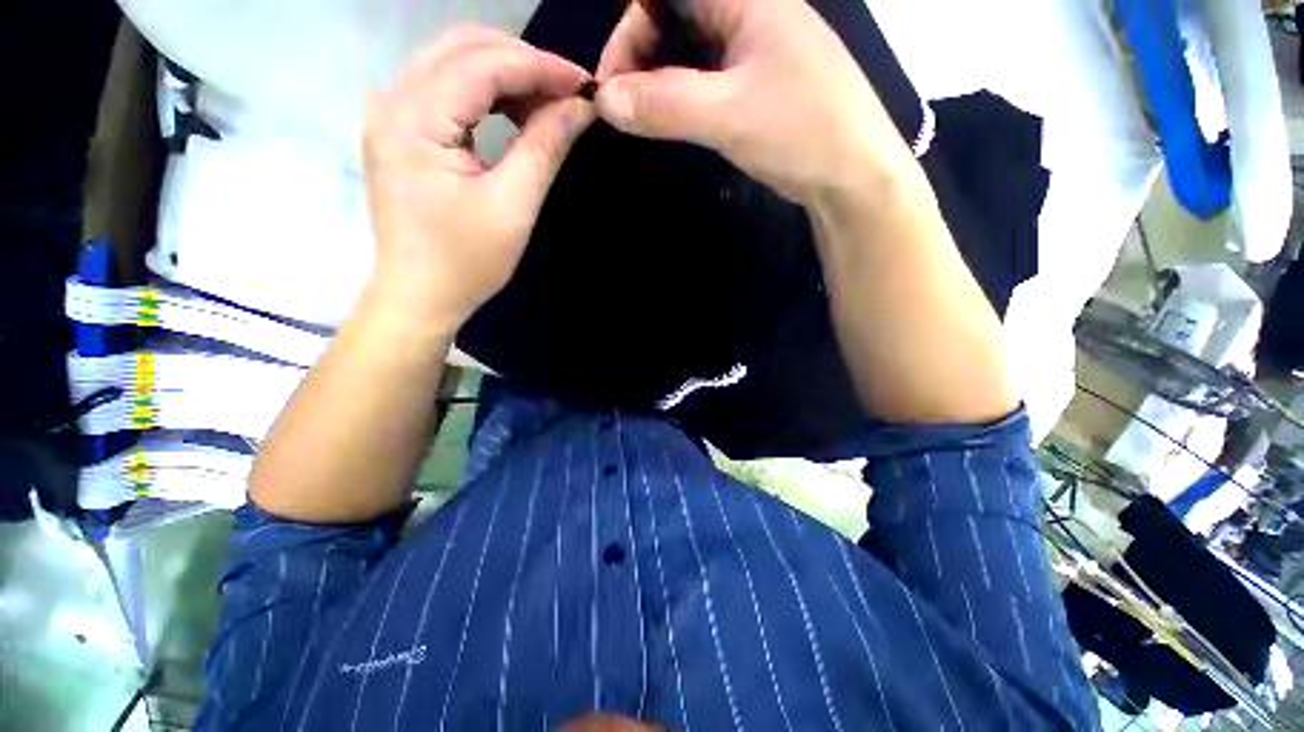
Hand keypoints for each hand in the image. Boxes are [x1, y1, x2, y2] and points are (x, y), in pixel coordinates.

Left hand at [363, 27, 593, 331]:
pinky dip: (487, 93)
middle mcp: (392, 101)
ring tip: (549, 104)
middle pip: (462, 49)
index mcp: (412, 120)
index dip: (539, 67)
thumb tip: (580, 106)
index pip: (482, 65)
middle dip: (523, 63)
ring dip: (506, 75)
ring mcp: (392, 114)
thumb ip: (544, 147)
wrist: (420, 296)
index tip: (585, 84)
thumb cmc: (466, 262)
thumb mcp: (513, 206)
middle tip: (569, 93)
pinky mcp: (401, 131)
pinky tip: (515, 112)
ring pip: (454, 63)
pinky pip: (447, 89)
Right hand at [594, 0, 915, 204]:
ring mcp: (752, 49)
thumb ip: (664, 104)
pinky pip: (704, 77)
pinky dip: (680, 96)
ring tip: (641, 119)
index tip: (611, 84)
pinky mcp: (754, 82)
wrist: (852, 175)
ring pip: (687, 50)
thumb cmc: (801, 132)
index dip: (630, 29)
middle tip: (623, 109)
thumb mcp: (728, 116)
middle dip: (639, 58)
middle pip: (673, 17)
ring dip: (658, 81)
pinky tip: (669, 120)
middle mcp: (747, 12)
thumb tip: (604, 101)